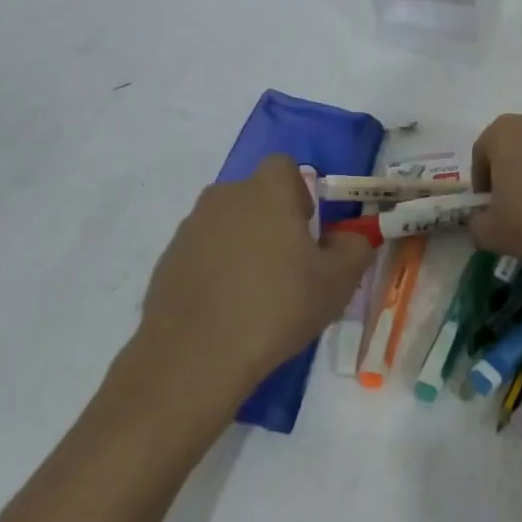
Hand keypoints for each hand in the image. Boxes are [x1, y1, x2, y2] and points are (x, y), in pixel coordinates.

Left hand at [130, 156, 373, 409]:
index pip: (285, 166)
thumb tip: (350, 238)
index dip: (300, 192)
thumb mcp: (338, 281)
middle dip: (272, 221)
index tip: (307, 231)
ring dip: (243, 245)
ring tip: (255, 293)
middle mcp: (224, 197)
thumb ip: (355, 247)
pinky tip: (226, 309)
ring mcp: (189, 228)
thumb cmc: (277, 306)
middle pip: (255, 196)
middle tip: (288, 266)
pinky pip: (202, 252)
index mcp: (266, 191)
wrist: (195, 356)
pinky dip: (216, 270)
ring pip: (227, 224)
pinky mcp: (167, 260)